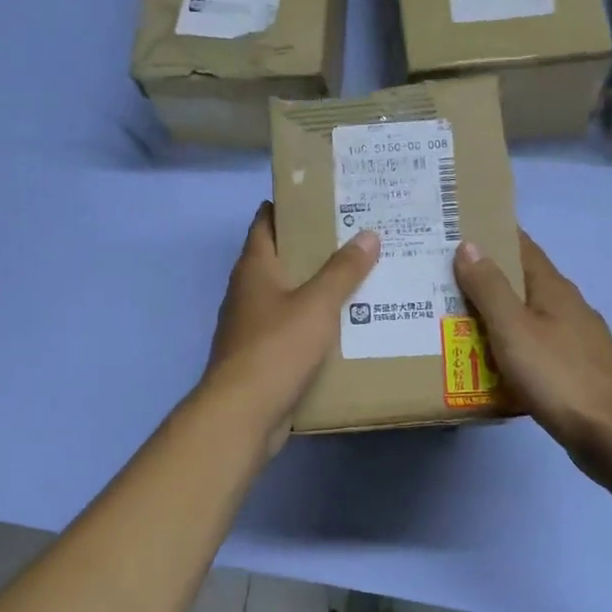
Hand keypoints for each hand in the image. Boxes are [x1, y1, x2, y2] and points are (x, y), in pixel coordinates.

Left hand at [203, 202, 379, 434]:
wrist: (242, 413)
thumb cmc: (277, 348)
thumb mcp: (317, 304)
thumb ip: (343, 270)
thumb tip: (368, 233)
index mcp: (254, 268)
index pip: (266, 221)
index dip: (291, 205)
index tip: (325, 198)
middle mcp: (248, 291)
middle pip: (280, 257)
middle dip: (314, 247)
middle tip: (357, 236)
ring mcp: (251, 324)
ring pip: (287, 294)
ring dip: (316, 286)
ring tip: (359, 276)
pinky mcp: (260, 354)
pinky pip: (290, 327)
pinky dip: (313, 321)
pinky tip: (344, 325)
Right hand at [454, 232, 611, 472]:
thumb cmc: (559, 375)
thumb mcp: (514, 328)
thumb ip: (489, 288)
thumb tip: (469, 244)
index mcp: (553, 288)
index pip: (522, 246)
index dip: (493, 235)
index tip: (458, 230)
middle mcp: (567, 307)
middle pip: (522, 282)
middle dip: (486, 278)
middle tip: (441, 279)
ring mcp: (574, 340)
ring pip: (527, 318)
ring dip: (495, 315)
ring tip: (454, 320)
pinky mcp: (574, 370)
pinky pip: (533, 348)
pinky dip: (508, 347)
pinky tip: (488, 362)